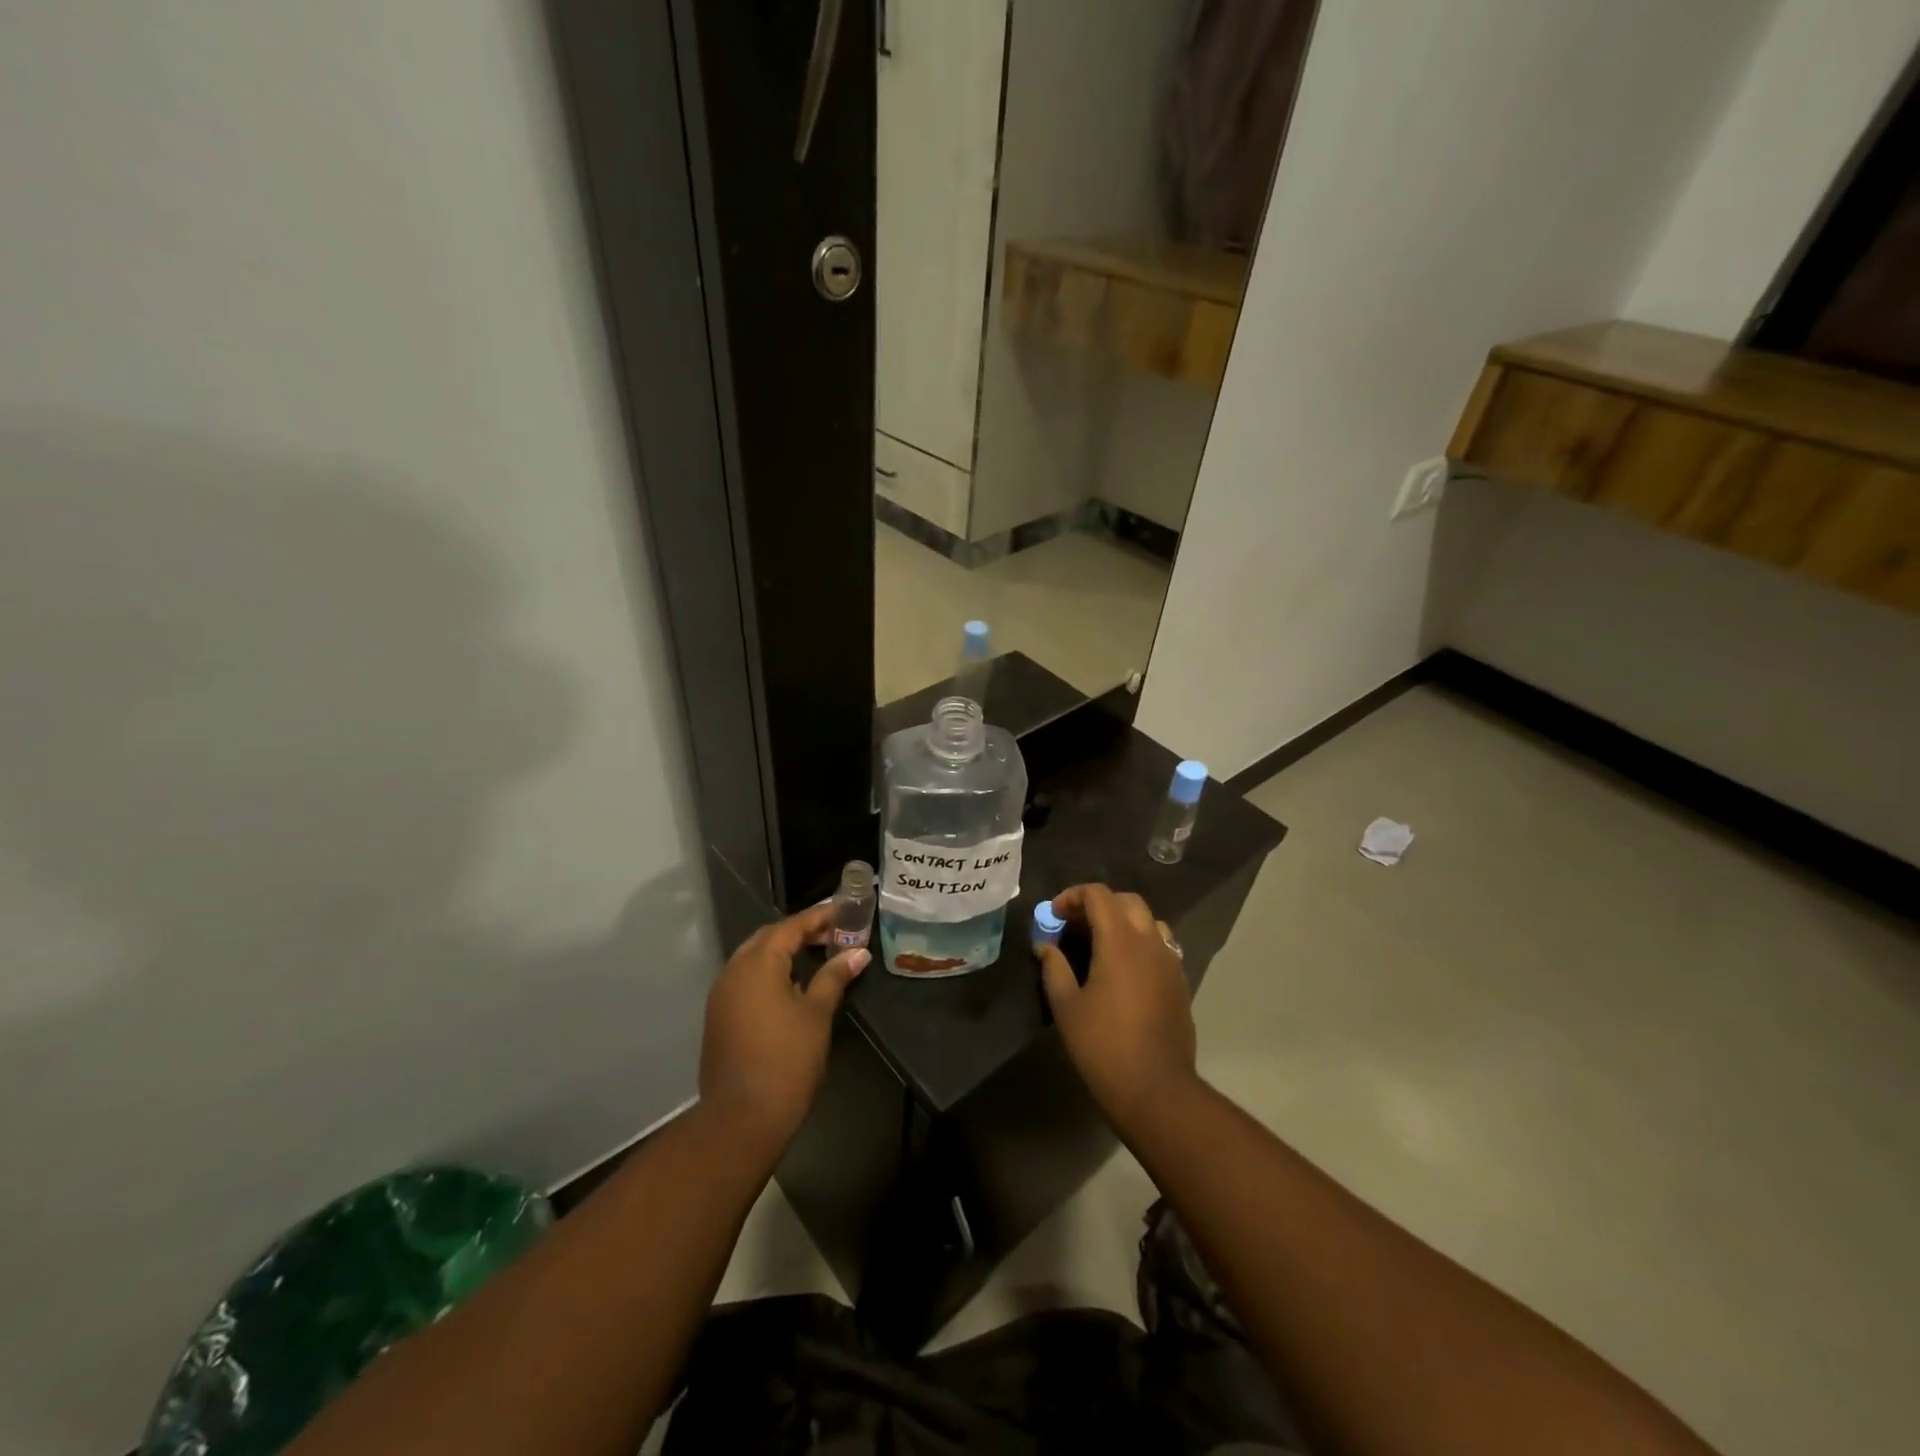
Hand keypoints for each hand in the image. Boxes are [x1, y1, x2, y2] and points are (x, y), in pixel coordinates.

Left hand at [700, 904, 868, 1149]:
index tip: (844, 911)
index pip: (791, 926)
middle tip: (833, 932)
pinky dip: (769, 972)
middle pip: (769, 938)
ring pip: (754, 958)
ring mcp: (722, 995)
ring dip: (783, 951)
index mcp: (758, 963)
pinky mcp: (719, 1016)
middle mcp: (734, 970)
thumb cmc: (787, 1059)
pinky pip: (746, 979)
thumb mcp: (817, 1014)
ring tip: (817, 954)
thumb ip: (834, 977)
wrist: (742, 1117)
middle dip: (800, 931)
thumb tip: (857, 953)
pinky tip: (792, 984)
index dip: (819, 917)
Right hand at [1038, 884, 1197, 1130]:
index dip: (1073, 897)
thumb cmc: (1103, 1046)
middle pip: (1127, 901)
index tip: (1054, 916)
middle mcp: (1150, 942)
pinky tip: (1123, 971)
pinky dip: (1139, 943)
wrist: (1156, 1090)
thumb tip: (1046, 946)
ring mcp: (1170, 962)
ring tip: (1100, 945)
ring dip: (1123, 922)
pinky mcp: (1180, 982)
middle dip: (1098, 905)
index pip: (1099, 895)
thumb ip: (1054, 968)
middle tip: (1075, 926)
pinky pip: (1160, 946)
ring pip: (1149, 921)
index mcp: (1120, 941)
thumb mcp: (1066, 1007)